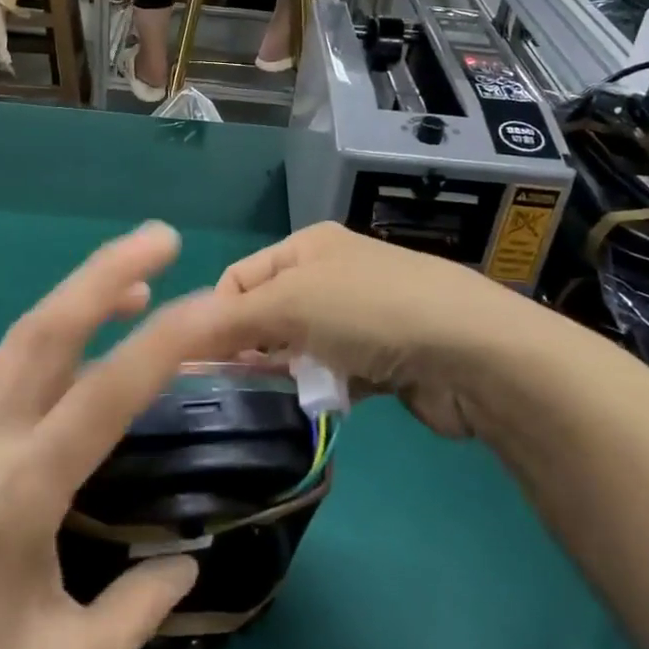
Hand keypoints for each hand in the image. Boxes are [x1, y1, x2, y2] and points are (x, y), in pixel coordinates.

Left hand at [0, 224, 245, 648]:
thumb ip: (139, 608)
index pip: (103, 396)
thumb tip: (188, 556)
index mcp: (15, 500)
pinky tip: (69, 340)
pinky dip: (43, 334)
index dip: (165, 343)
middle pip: (45, 334)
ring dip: (75, 296)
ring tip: (133, 279)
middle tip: (162, 237)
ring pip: (18, 340)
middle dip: (104, 273)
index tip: (216, 306)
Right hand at [216, 223, 526, 438]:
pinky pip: (334, 372)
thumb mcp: (291, 303)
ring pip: (299, 346)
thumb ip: (231, 320)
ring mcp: (359, 317)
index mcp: (308, 246)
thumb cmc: (370, 310)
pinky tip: (322, 401)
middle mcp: (331, 274)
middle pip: (268, 312)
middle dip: (250, 346)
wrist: (469, 349)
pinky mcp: (382, 359)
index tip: (203, 360)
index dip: (217, 315)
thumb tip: (179, 336)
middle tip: (232, 385)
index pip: (240, 277)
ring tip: (279, 393)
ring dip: (286, 369)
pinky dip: (323, 387)